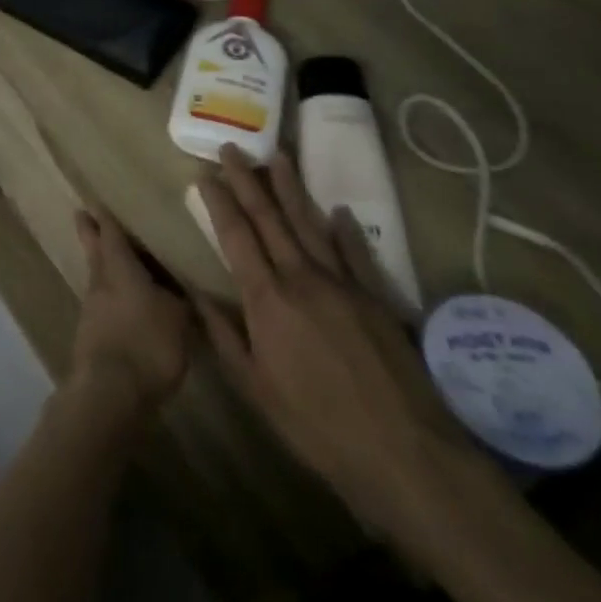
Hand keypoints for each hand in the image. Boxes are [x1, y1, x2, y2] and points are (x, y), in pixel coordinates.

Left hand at [67, 207, 191, 417]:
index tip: (97, 201)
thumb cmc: (147, 343)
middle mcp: (101, 282)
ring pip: (96, 278)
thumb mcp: (177, 318)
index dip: (106, 217)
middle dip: (90, 233)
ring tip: (114, 262)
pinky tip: (123, 307)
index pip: (111, 234)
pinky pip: (102, 306)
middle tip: (82, 215)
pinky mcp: (91, 337)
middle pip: (94, 251)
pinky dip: (110, 299)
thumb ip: (180, 299)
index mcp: (119, 268)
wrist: (111, 391)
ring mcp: (92, 310)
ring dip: (101, 268)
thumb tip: (183, 289)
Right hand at [193, 145, 476, 531]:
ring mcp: (343, 284)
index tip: (204, 174)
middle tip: (233, 148)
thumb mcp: (256, 388)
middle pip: (269, 218)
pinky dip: (344, 230)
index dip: (219, 203)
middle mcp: (302, 278)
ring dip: (291, 188)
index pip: (236, 236)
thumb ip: (224, 335)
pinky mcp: (377, 298)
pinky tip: (338, 211)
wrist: (406, 454)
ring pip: (310, 223)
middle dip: (247, 180)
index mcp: (267, 299)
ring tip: (278, 155)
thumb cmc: (318, 426)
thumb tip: (194, 293)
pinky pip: (356, 253)